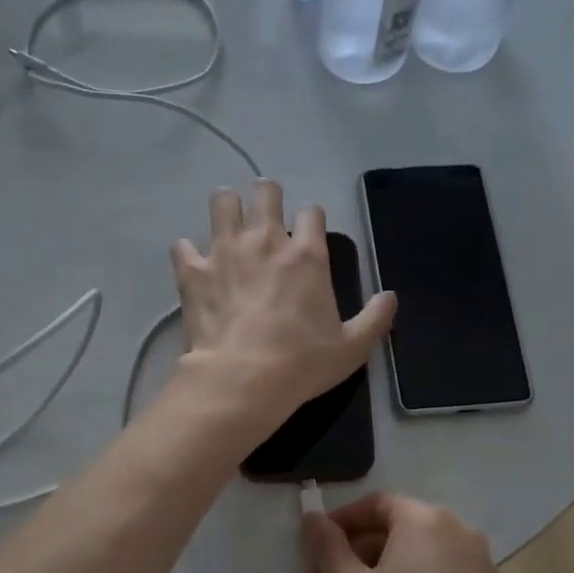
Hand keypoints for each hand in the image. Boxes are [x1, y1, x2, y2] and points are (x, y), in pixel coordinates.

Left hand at [170, 181, 395, 431]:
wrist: (243, 380)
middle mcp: (266, 241)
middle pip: (266, 193)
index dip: (311, 220)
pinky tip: (193, 265)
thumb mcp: (352, 348)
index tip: (308, 234)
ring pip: (222, 202)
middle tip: (265, 218)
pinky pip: (182, 245)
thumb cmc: (302, 364)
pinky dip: (187, 253)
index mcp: (307, 256)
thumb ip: (375, 319)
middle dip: (267, 198)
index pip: (312, 213)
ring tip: (228, 225)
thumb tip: (391, 297)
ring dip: (226, 209)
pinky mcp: (193, 271)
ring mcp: (225, 251)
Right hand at [300, 493, 543, 572]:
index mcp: (427, 520)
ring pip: (407, 567)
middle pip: (391, 537)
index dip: (338, 524)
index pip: (376, 505)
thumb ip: (326, 544)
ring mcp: (474, 569)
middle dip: (346, 564)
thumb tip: (312, 516)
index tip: (310, 550)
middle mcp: (459, 534)